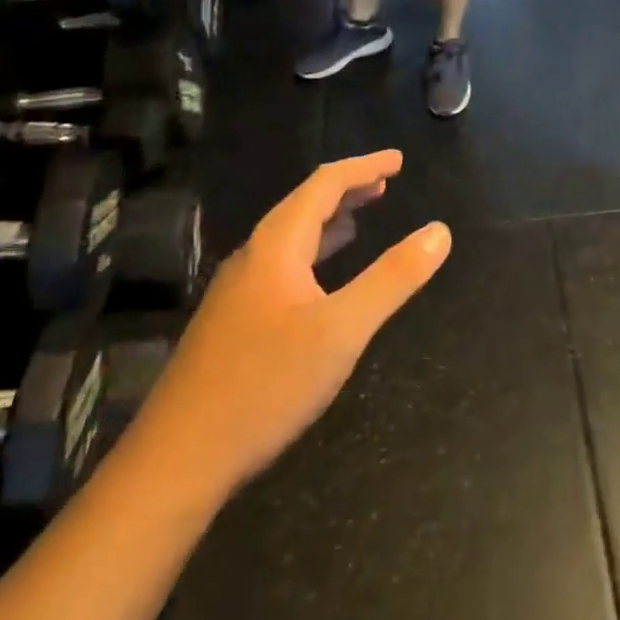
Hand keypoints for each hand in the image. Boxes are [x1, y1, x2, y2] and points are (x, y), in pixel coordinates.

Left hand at [145, 151, 450, 489]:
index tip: (398, 161)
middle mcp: (253, 259)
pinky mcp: (233, 323)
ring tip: (361, 219)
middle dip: (347, 190)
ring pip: (290, 239)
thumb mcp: (343, 330)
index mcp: (276, 247)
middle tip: (385, 184)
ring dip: (329, 222)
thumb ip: (393, 278)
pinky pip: (282, 268)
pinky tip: (323, 279)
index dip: (363, 167)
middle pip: (303, 207)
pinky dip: (313, 255)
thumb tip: (440, 232)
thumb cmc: (266, 384)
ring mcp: (237, 293)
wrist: (179, 459)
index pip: (323, 185)